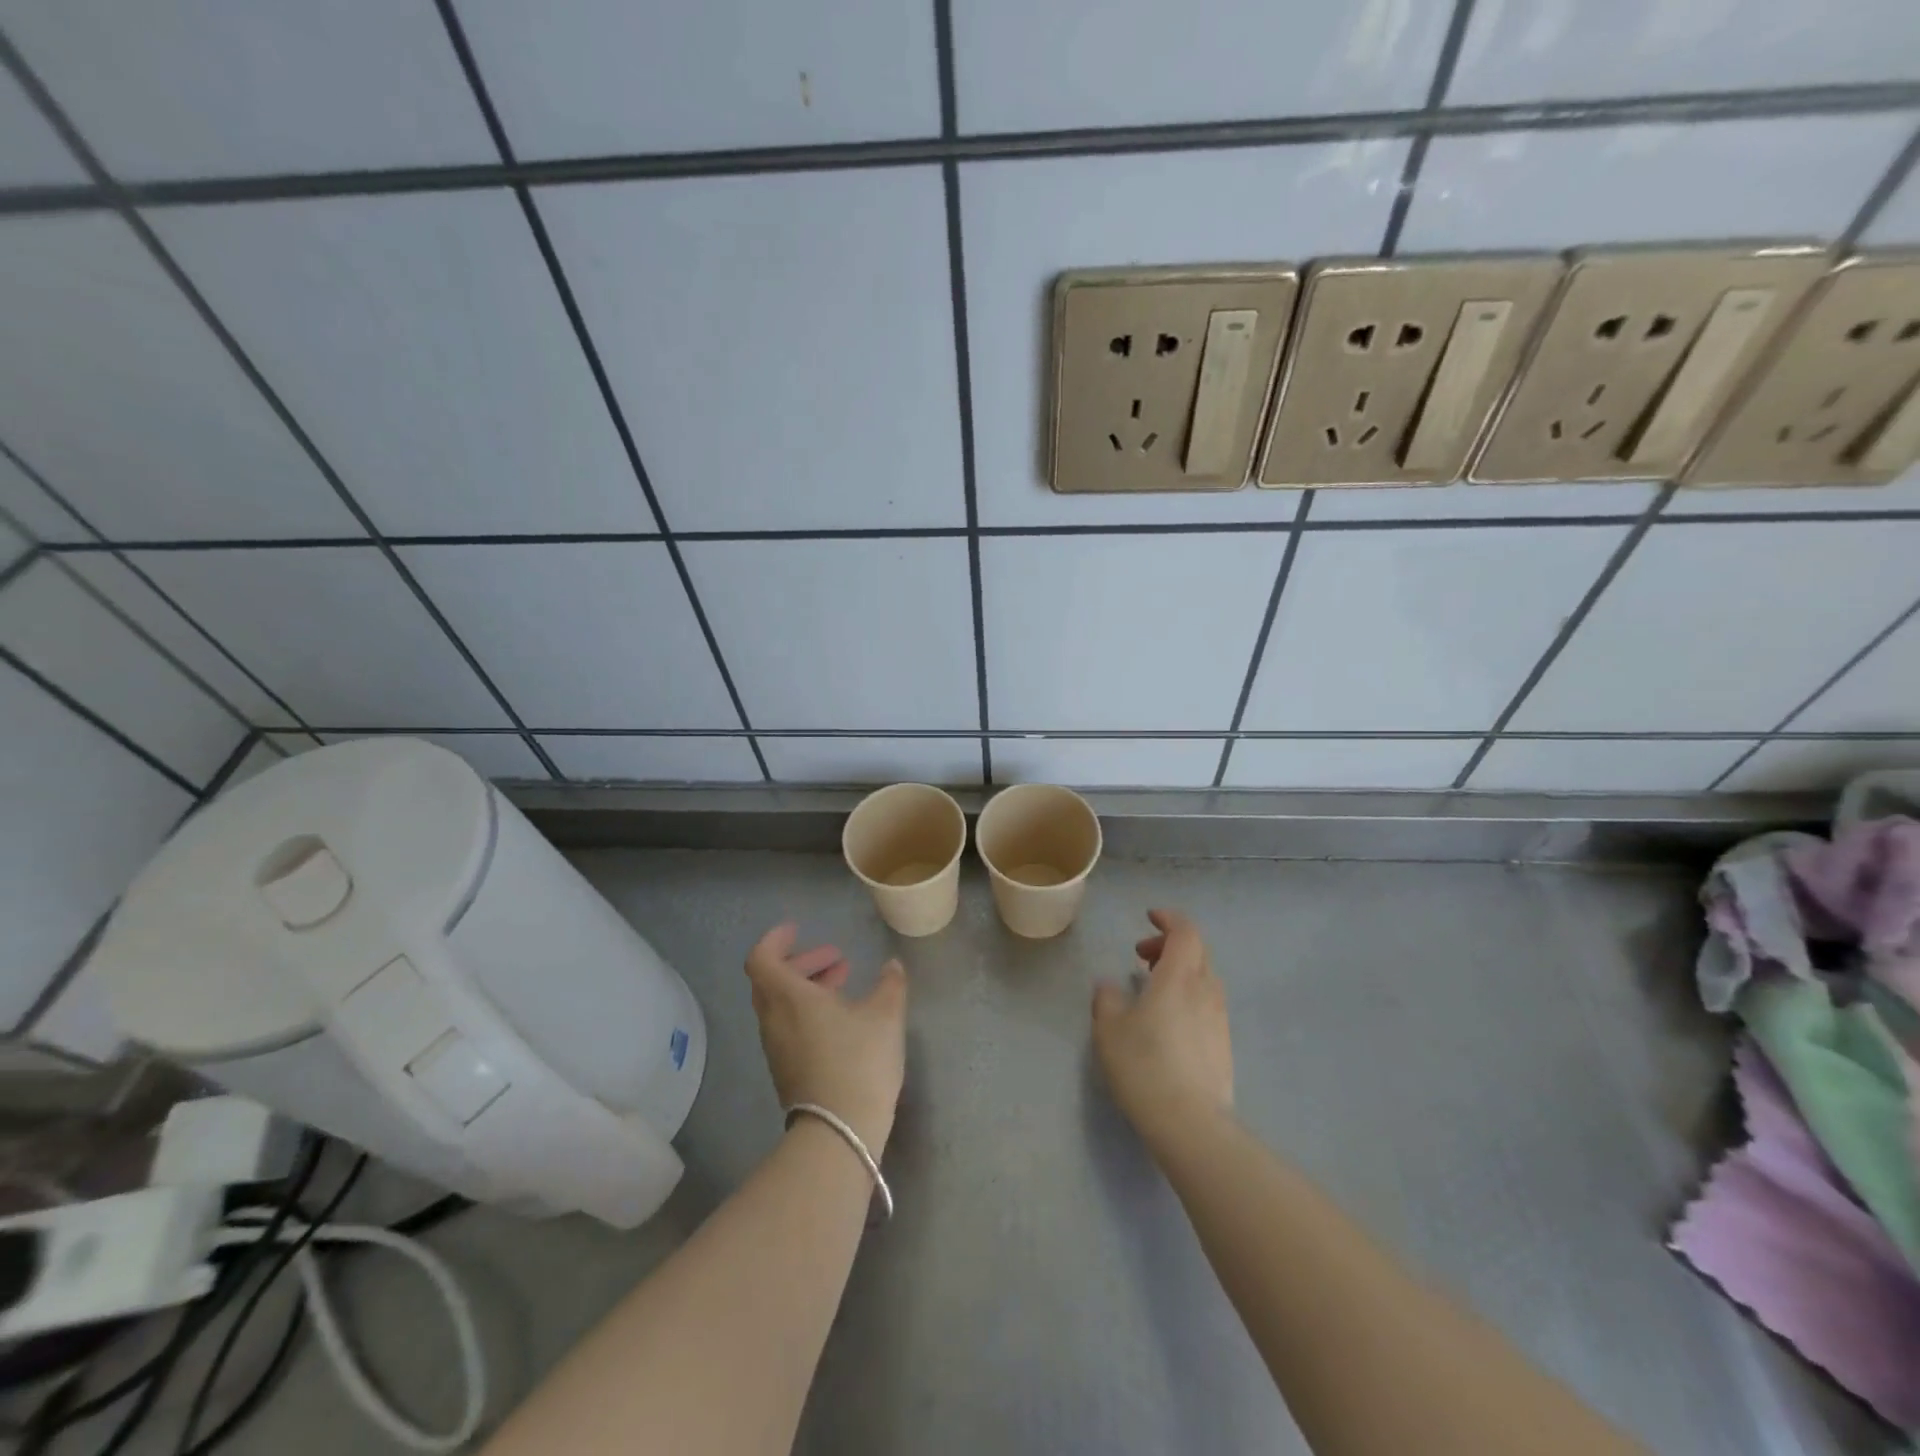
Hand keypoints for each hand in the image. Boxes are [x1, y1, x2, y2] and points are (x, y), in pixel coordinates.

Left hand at [745, 923, 907, 1157]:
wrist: (839, 1133)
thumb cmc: (859, 1062)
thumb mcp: (885, 1016)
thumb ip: (890, 984)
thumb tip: (892, 965)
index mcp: (789, 997)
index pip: (762, 958)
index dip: (775, 940)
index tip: (797, 930)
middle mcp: (774, 1019)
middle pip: (772, 980)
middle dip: (802, 963)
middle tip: (835, 957)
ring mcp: (777, 1048)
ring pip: (781, 1004)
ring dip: (806, 988)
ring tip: (844, 985)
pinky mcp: (786, 1071)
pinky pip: (787, 1026)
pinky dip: (806, 1011)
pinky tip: (840, 1020)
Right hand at [1091, 909, 1233, 1148]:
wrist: (1190, 1122)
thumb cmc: (1143, 1065)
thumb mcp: (1109, 1028)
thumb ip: (1107, 998)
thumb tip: (1109, 986)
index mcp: (1179, 976)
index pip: (1185, 931)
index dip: (1168, 919)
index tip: (1149, 918)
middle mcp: (1205, 990)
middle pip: (1197, 951)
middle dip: (1170, 945)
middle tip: (1141, 957)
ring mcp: (1219, 1018)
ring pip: (1204, 978)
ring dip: (1181, 971)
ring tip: (1153, 988)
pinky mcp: (1224, 1045)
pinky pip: (1208, 1004)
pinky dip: (1189, 996)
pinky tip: (1169, 1021)